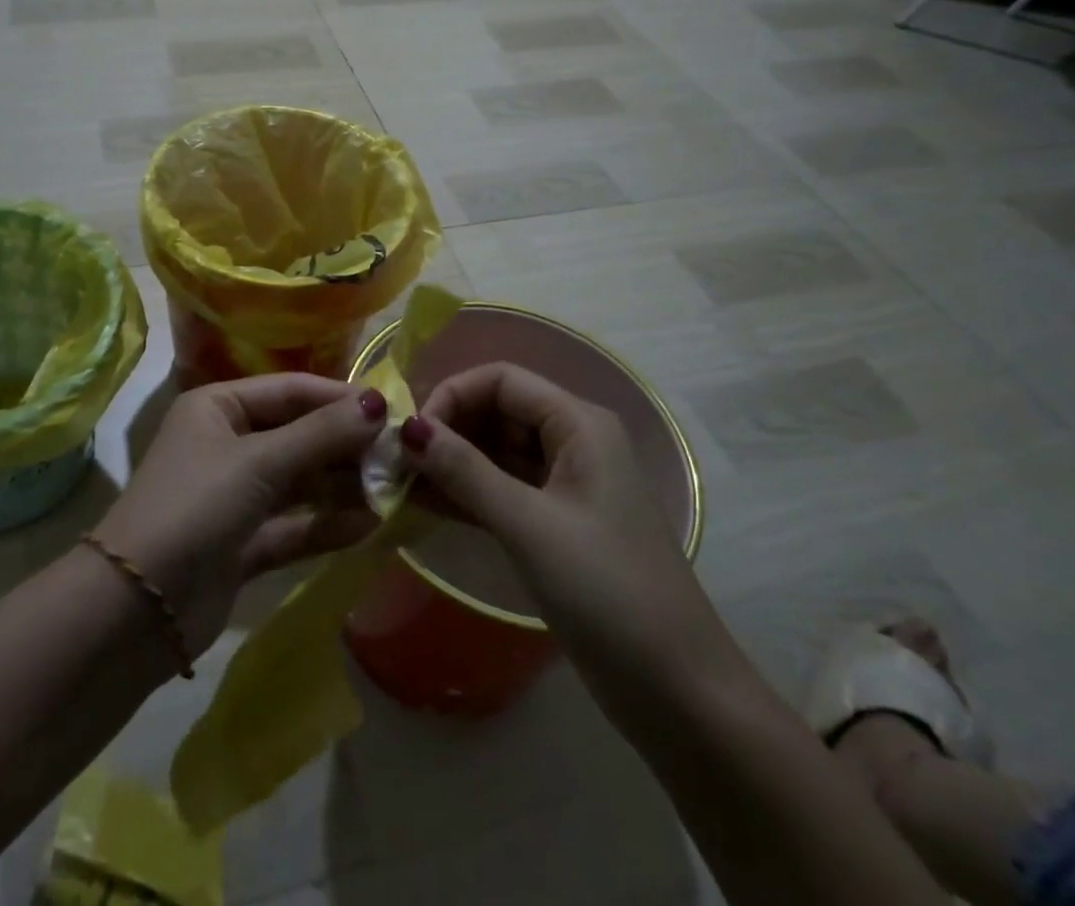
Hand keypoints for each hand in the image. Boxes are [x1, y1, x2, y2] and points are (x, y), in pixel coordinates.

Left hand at [91, 375, 386, 656]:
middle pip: (298, 435)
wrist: (134, 610)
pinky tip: (370, 526)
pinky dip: (326, 525)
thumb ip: (321, 434)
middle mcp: (227, 443)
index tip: (391, 411)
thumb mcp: (259, 462)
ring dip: (342, 486)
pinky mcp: (242, 543)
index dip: (340, 398)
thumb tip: (379, 403)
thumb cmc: (195, 507)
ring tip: (393, 491)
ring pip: (299, 482)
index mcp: (219, 406)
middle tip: (399, 457)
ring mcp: (235, 495)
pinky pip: (293, 525)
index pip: (291, 390)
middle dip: (346, 446)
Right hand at [401, 363, 701, 661]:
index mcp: (579, 424)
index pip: (501, 380)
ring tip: (398, 482)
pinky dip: (465, 493)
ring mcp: (565, 484)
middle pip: (497, 411)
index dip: (452, 396)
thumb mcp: (528, 525)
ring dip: (450, 462)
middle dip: (446, 429)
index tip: (409, 434)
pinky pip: (501, 489)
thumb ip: (464, 471)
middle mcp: (573, 441)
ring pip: (496, 452)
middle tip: (395, 461)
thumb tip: (405, 428)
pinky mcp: (556, 523)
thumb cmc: (607, 591)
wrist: (679, 693)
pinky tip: (422, 503)